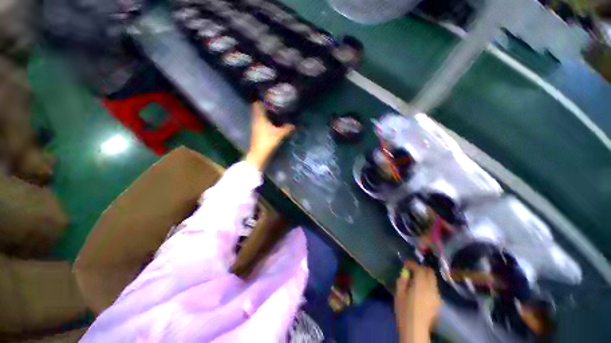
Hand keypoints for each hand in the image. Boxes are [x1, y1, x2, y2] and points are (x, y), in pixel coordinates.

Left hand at [245, 102, 294, 170]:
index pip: (257, 103)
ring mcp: (256, 126)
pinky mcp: (257, 131)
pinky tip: (273, 120)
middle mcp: (256, 119)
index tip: (270, 96)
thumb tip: (295, 124)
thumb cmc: (267, 142)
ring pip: (259, 115)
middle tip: (274, 102)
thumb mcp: (279, 135)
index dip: (262, 99)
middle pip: (258, 109)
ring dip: (265, 112)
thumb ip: (287, 129)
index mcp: (259, 117)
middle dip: (265, 105)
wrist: (259, 154)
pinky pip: (261, 121)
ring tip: (275, 110)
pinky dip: (266, 119)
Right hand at [395, 261, 440, 342]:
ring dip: (425, 277)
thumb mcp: (399, 293)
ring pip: (433, 280)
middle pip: (430, 272)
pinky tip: (421, 291)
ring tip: (416, 280)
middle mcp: (431, 288)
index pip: (419, 268)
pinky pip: (434, 289)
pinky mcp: (438, 303)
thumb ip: (402, 280)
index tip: (405, 263)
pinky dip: (428, 285)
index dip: (412, 264)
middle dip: (421, 268)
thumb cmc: (404, 310)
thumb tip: (405, 273)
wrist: (415, 328)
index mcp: (421, 284)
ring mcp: (436, 296)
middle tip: (412, 269)